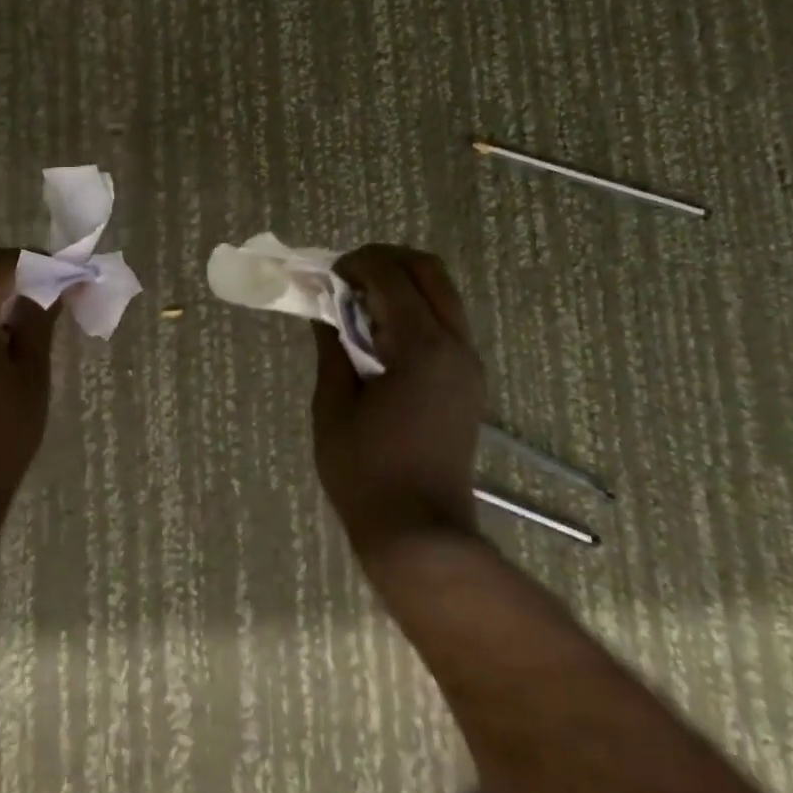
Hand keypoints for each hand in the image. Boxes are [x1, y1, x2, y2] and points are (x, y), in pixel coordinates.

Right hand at [311, 245, 487, 557]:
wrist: (419, 531)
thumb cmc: (365, 471)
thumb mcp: (333, 404)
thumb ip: (332, 346)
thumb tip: (324, 309)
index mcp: (422, 348)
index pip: (393, 276)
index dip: (356, 264)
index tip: (325, 276)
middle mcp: (456, 346)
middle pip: (430, 272)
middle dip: (385, 260)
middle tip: (345, 277)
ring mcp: (468, 364)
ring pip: (443, 294)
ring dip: (402, 283)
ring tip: (358, 303)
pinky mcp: (468, 382)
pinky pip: (445, 322)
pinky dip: (414, 310)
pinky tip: (379, 334)